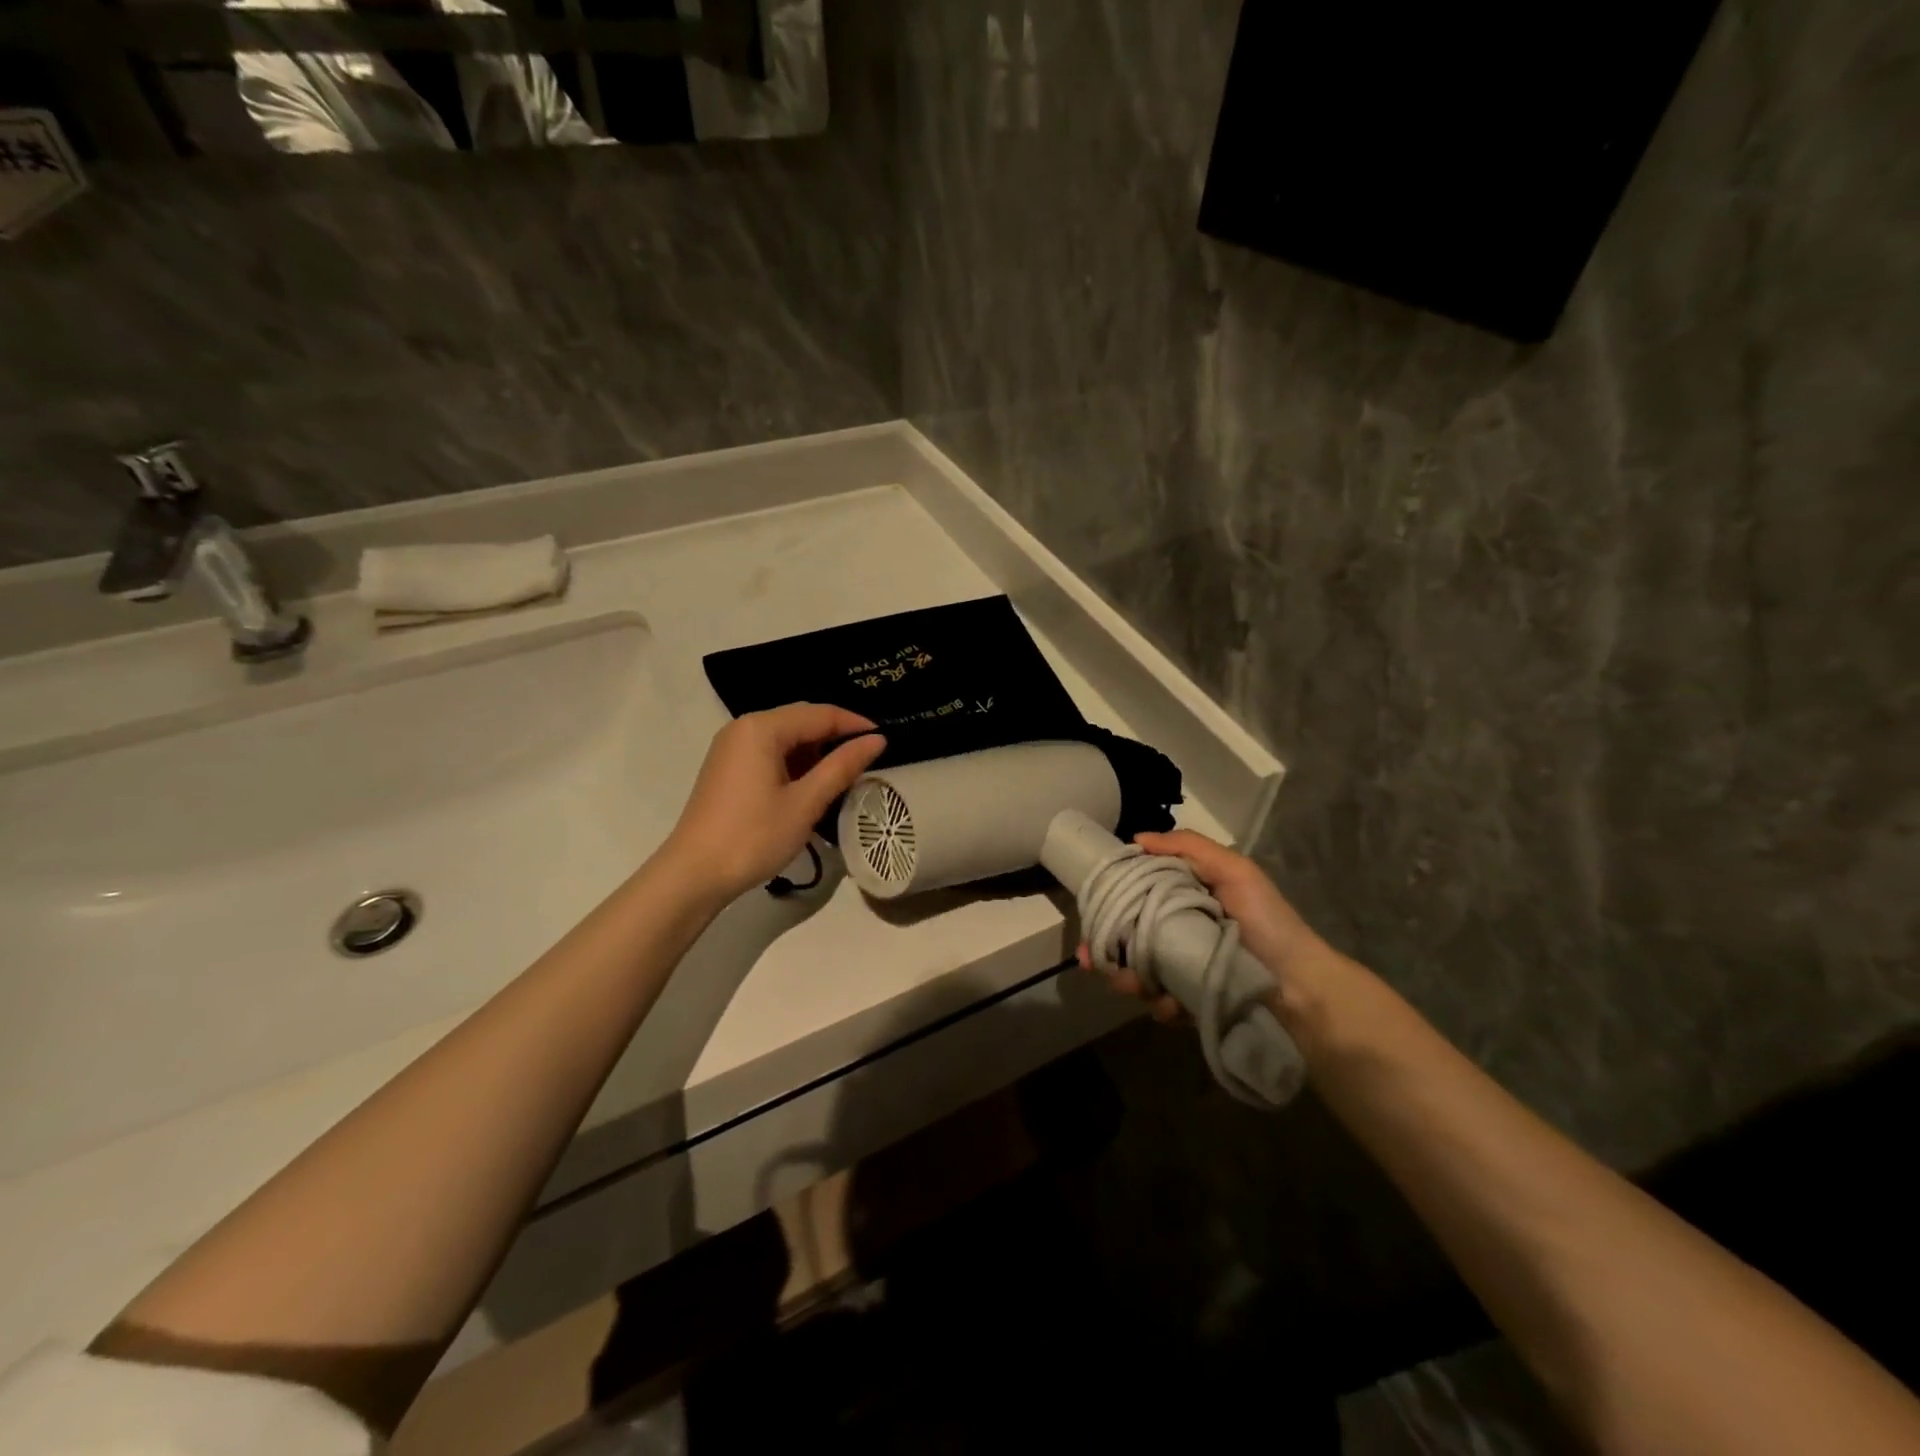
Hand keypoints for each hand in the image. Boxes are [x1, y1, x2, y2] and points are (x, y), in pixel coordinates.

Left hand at [663, 703, 885, 900]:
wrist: (694, 874)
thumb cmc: (754, 836)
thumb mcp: (806, 802)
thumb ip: (842, 766)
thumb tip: (877, 740)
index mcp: (762, 728)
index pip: (819, 714)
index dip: (854, 724)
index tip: (884, 739)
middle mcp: (743, 728)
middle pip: (800, 719)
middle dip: (835, 736)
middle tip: (868, 756)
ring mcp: (731, 747)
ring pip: (785, 737)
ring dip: (815, 751)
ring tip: (844, 774)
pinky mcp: (727, 768)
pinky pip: (769, 752)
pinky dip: (794, 763)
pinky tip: (811, 785)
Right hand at [1078, 829, 1330, 1019]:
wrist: (1302, 988)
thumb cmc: (1267, 922)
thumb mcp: (1235, 871)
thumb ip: (1188, 847)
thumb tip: (1137, 838)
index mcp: (1185, 898)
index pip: (1138, 894)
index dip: (1113, 899)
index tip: (1092, 906)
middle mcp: (1179, 932)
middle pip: (1129, 936)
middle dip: (1106, 947)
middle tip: (1090, 958)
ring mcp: (1182, 970)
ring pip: (1137, 971)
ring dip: (1126, 979)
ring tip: (1129, 985)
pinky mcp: (1189, 1003)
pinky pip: (1159, 1003)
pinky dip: (1157, 1004)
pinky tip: (1167, 1005)